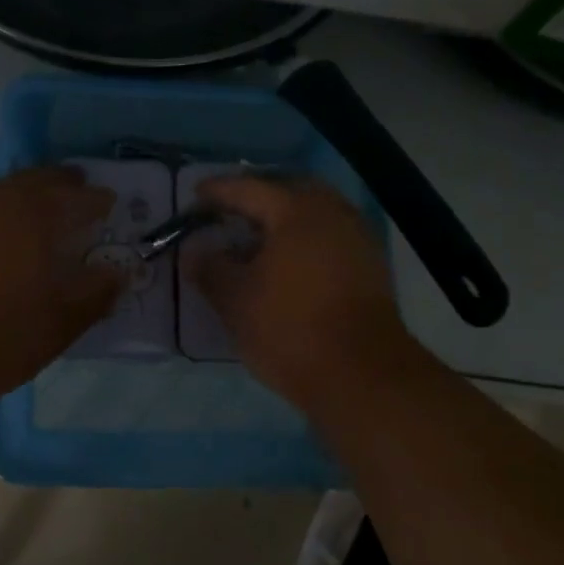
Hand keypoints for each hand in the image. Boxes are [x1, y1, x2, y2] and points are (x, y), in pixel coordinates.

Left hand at [0, 162, 120, 405]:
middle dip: (54, 183)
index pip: (73, 196)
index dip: (94, 199)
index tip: (107, 203)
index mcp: (30, 215)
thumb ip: (92, 296)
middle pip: (28, 177)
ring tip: (7, 200)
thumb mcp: (57, 326)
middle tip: (69, 192)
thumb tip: (115, 275)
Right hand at [189, 174, 418, 411]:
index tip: (194, 195)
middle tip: (228, 212)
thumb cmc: (289, 328)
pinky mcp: (369, 266)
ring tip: (253, 240)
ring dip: (281, 221)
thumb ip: (209, 267)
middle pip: (287, 193)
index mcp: (296, 210)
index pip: (249, 189)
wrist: (361, 375)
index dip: (217, 192)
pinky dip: (302, 240)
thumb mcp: (234, 299)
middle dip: (256, 199)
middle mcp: (332, 213)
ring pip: (312, 214)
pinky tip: (284, 263)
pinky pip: (327, 236)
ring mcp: (357, 238)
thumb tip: (193, 250)